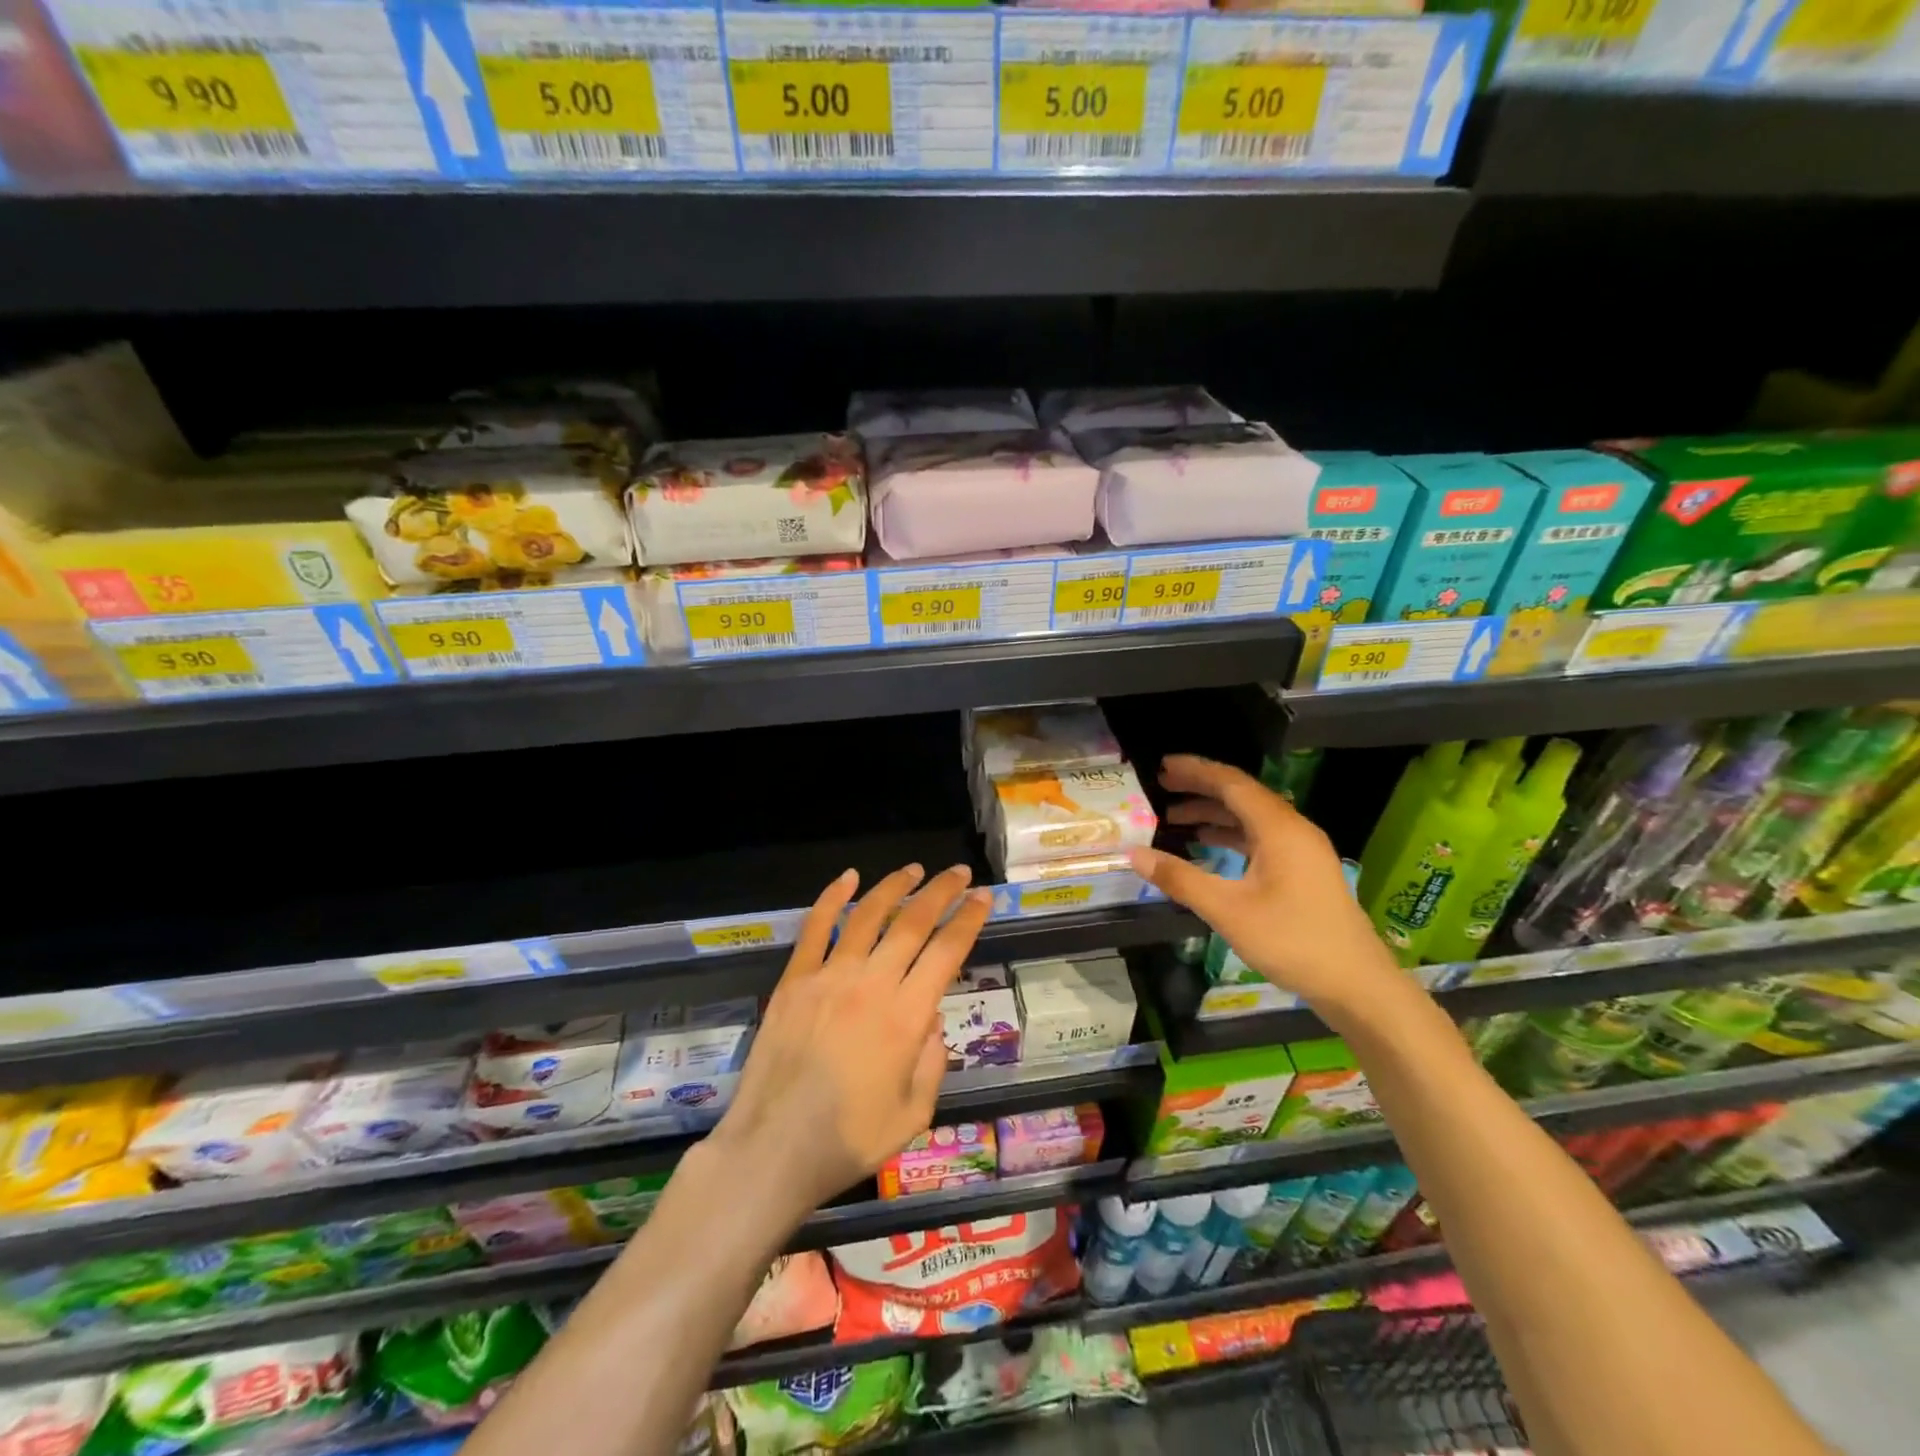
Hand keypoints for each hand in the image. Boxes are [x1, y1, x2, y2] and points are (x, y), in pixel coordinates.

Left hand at [714, 862, 993, 1217]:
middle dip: (941, 892)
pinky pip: (816, 928)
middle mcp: (872, 985)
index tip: (984, 897)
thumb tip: (931, 1018)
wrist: (771, 1150)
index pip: (947, 952)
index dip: (970, 920)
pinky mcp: (794, 979)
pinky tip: (848, 877)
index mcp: (906, 1018)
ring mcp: (829, 977)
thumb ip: (932, 1062)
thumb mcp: (914, 1115)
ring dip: (895, 886)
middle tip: (959, 873)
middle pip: (913, 922)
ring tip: (914, 870)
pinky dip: (833, 897)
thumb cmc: (847, 1142)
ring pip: (868, 915)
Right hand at [1128, 755, 1402, 1014]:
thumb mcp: (1228, 911)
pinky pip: (1260, 837)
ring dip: (1213, 814)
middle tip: (1161, 786)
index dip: (1195, 771)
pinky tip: (1207, 845)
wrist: (1356, 984)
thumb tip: (1134, 855)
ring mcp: (1301, 850)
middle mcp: (1293, 829)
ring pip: (1251, 817)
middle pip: (1241, 795)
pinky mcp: (1303, 869)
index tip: (1162, 765)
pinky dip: (1230, 834)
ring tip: (1173, 818)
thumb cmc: (1292, 941)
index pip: (1231, 783)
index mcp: (1279, 829)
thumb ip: (1180, 879)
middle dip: (1200, 788)